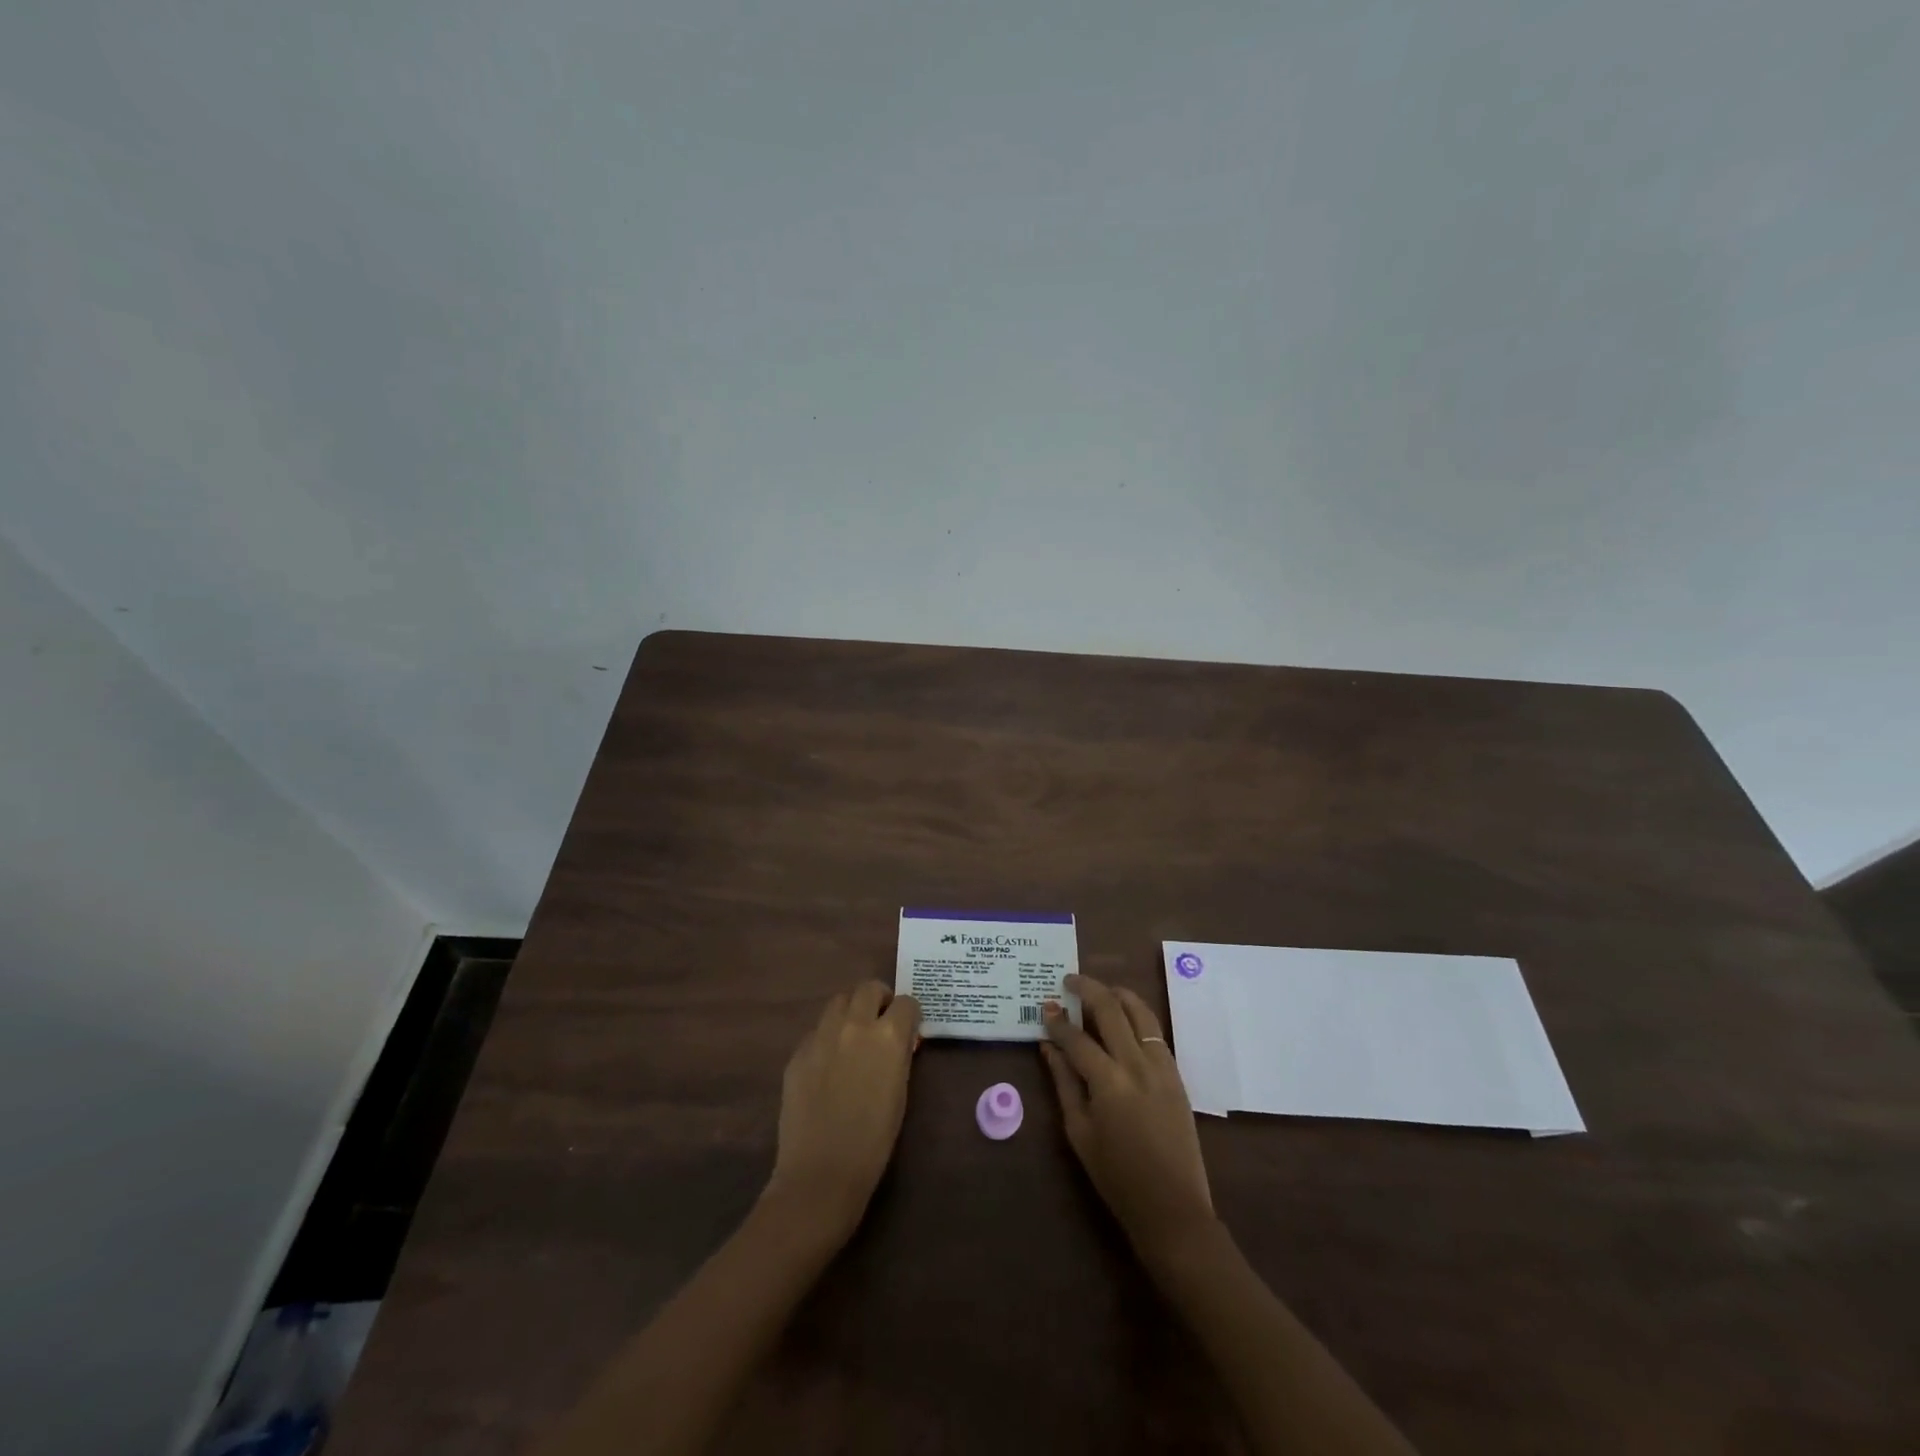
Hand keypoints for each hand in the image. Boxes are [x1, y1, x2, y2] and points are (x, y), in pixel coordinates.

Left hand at [764, 982, 920, 1241]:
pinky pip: (818, 1030)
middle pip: (869, 988)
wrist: (822, 1172)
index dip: (910, 1016)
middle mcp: (855, 1024)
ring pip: (839, 1000)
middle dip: (880, 999)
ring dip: (852, 1010)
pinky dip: (828, 1036)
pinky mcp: (798, 1051)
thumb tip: (899, 1041)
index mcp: (888, 1036)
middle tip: (881, 1021)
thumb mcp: (900, 1091)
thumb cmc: (874, 1140)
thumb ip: (899, 1055)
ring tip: (854, 1036)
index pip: (907, 1003)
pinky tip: (829, 1064)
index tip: (909, 1030)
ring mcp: (822, 1035)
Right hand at [1041, 974, 1215, 1264]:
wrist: (1173, 1208)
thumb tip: (1048, 1046)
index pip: (1077, 1038)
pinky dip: (1138, 1014)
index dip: (1058, 1020)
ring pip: (1140, 1012)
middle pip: (1111, 1010)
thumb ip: (1064, 1083)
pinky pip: (1155, 1032)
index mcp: (1108, 1083)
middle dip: (1087, 989)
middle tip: (1069, 980)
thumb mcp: (1079, 1132)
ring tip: (1099, 988)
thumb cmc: (1117, 1177)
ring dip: (1117, 994)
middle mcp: (1137, 1065)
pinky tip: (1124, 1015)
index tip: (1045, 1006)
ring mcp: (1161, 1067)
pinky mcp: (1176, 1074)